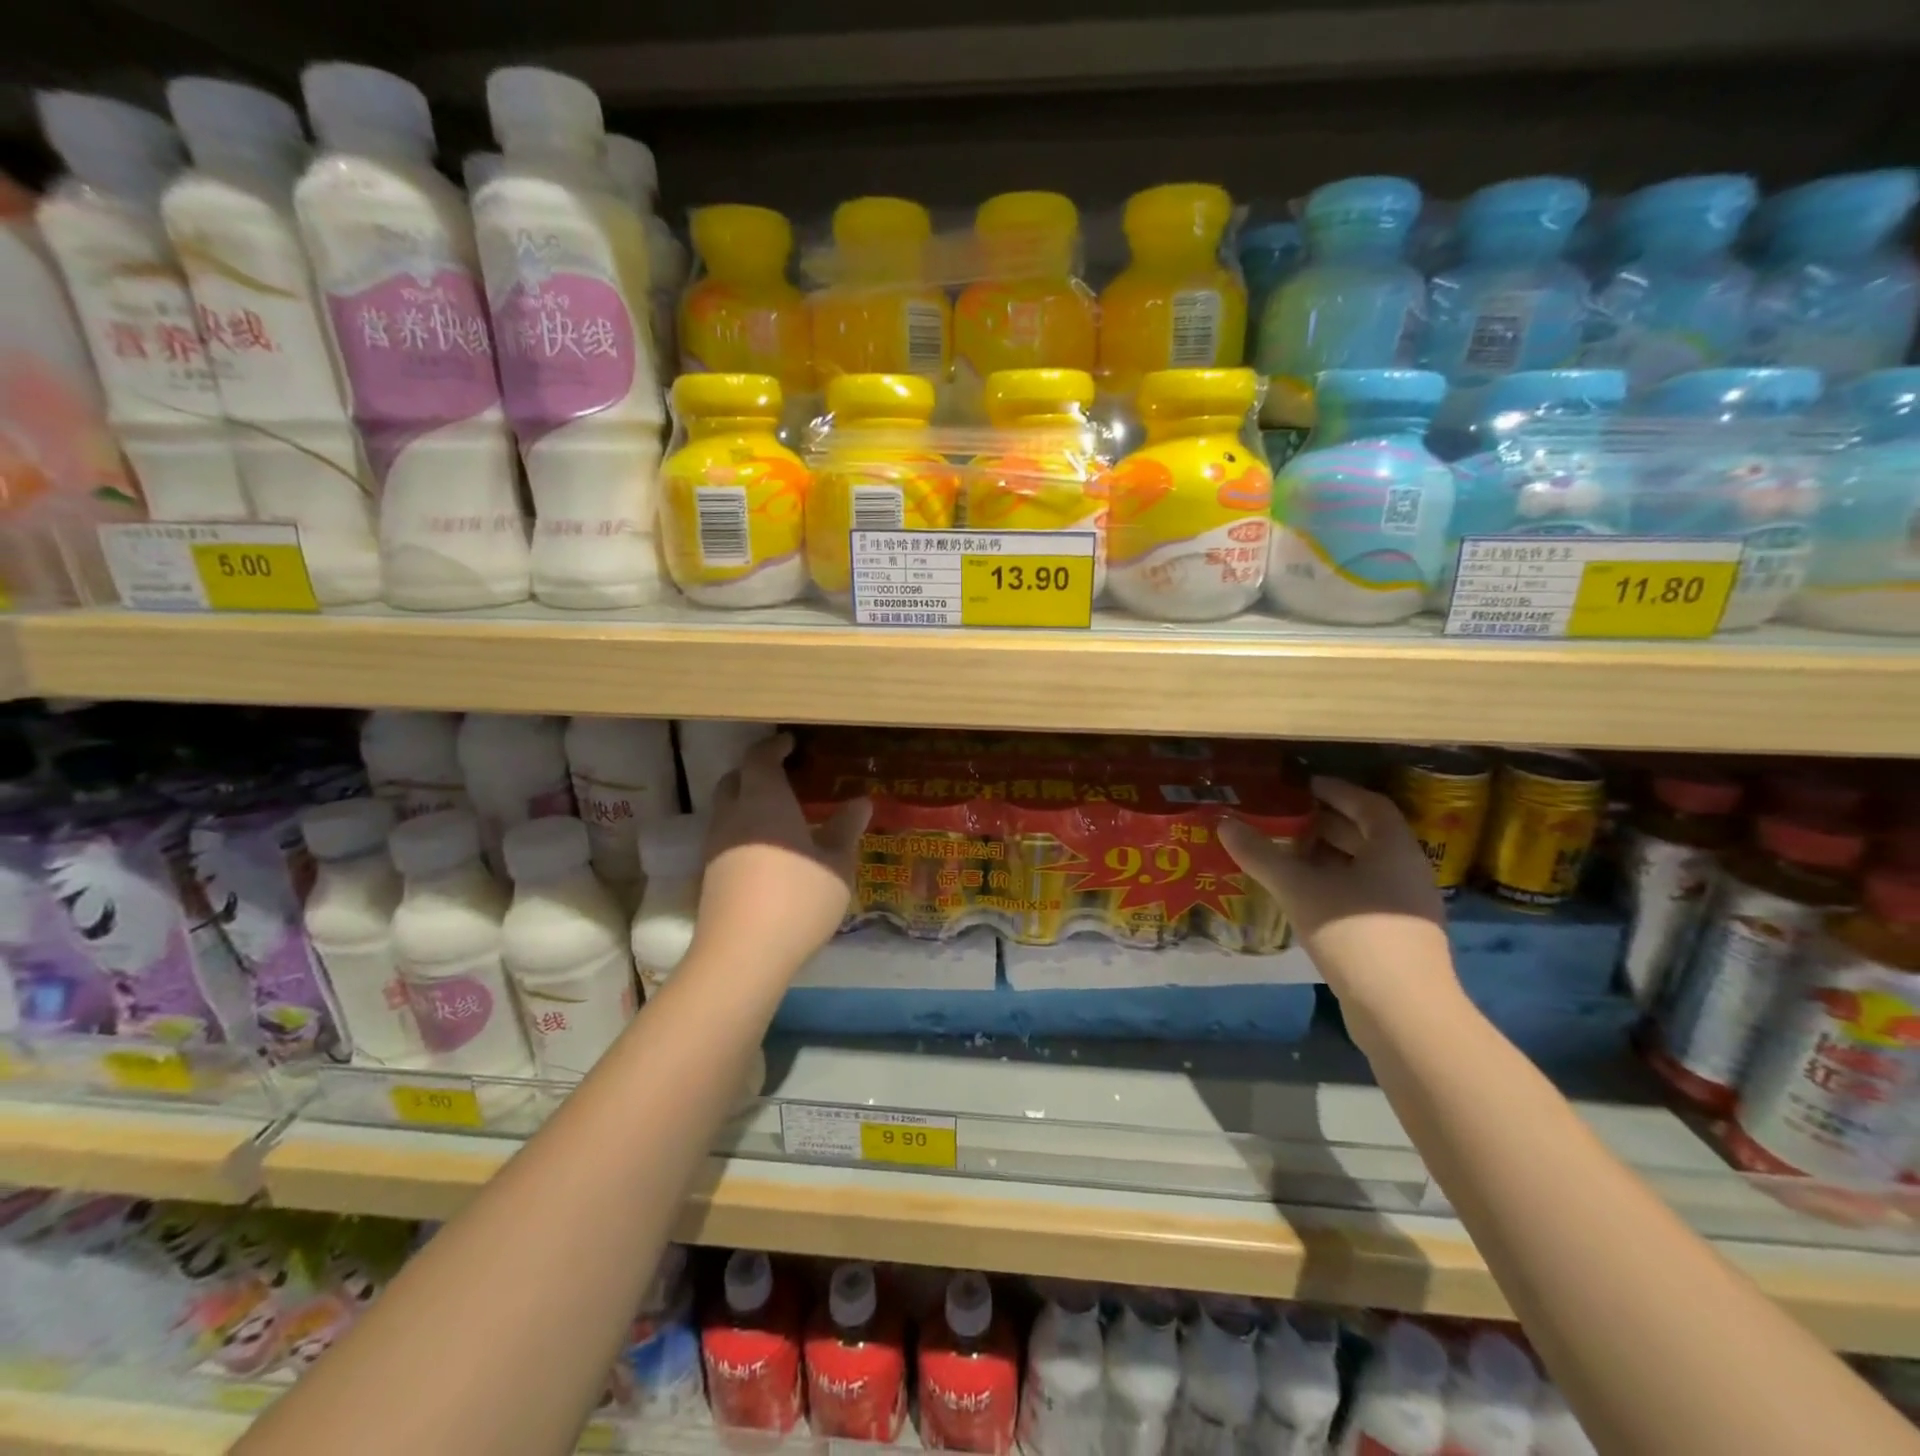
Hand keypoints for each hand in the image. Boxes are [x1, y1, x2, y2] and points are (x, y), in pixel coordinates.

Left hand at [694, 733, 871, 975]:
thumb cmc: (798, 898)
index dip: (773, 747)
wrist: (743, 953)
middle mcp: (733, 816)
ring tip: (777, 814)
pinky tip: (765, 850)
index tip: (789, 743)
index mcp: (765, 801)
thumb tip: (860, 802)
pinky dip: (743, 830)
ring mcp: (716, 846)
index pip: (760, 759)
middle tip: (781, 775)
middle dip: (754, 772)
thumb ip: (846, 829)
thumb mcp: (837, 864)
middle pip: (734, 780)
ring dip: (746, 802)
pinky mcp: (710, 875)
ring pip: (726, 810)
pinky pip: (725, 837)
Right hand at [1219, 776, 1455, 1012]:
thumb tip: (1225, 823)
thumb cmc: (1356, 935)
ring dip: (1327, 858)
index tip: (1305, 785)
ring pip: (1363, 869)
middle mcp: (1406, 872)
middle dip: (1326, 824)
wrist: (1403, 1013)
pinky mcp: (1396, 939)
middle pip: (1367, 836)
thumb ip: (1262, 855)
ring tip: (1286, 854)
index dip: (1338, 791)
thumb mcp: (1300, 889)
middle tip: (1286, 818)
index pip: (1369, 805)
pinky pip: (1362, 896)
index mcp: (1393, 850)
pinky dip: (1332, 886)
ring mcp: (1404, 908)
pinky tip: (1302, 897)